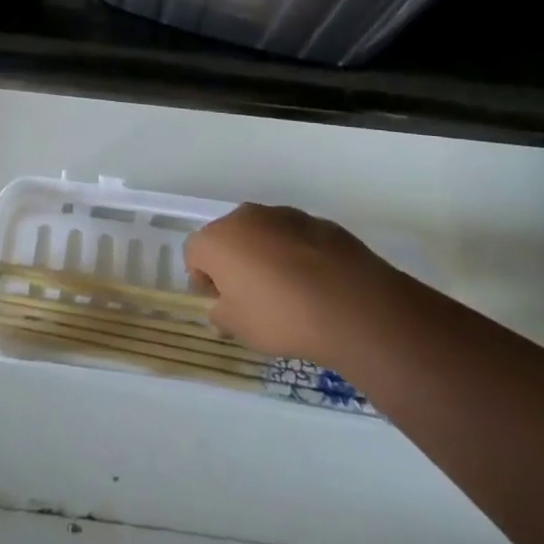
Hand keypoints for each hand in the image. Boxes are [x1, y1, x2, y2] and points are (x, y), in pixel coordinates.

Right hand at [183, 204, 388, 367]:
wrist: (349, 304)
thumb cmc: (280, 317)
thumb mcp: (239, 328)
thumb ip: (222, 315)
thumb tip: (223, 308)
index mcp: (217, 239)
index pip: (193, 253)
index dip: (203, 280)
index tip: (221, 304)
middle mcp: (245, 217)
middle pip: (228, 238)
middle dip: (234, 263)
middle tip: (251, 298)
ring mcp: (283, 214)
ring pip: (262, 234)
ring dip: (265, 256)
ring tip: (287, 292)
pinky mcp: (317, 221)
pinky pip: (295, 238)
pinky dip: (296, 255)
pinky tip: (314, 284)